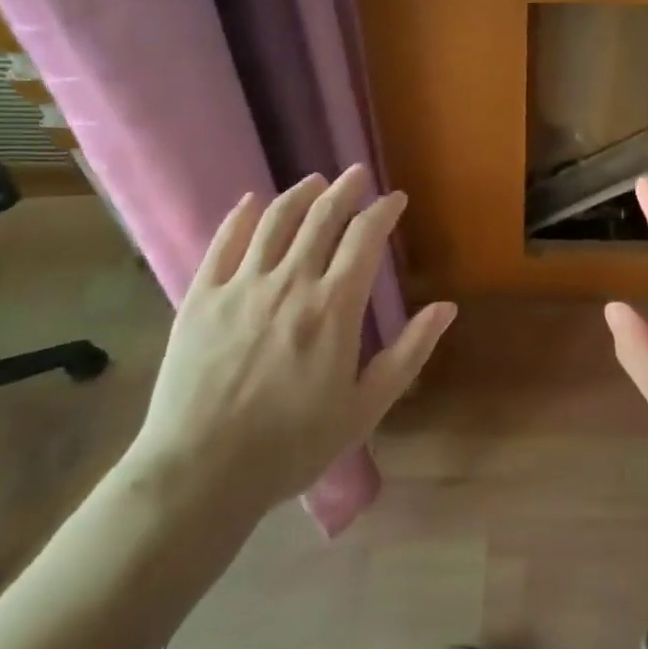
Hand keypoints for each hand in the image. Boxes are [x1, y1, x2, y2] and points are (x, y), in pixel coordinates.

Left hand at [122, 167, 456, 543]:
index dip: (383, 211)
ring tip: (315, 181)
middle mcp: (290, 282)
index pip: (365, 237)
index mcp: (334, 307)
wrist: (200, 474)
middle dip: (345, 190)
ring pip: (275, 220)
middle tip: (357, 174)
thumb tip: (446, 307)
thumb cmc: (292, 445)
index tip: (395, 199)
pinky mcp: (200, 298)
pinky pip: (223, 243)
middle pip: (322, 217)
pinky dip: (241, 217)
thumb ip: (408, 352)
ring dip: (300, 194)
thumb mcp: (365, 407)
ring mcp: (241, 286)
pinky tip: (251, 203)